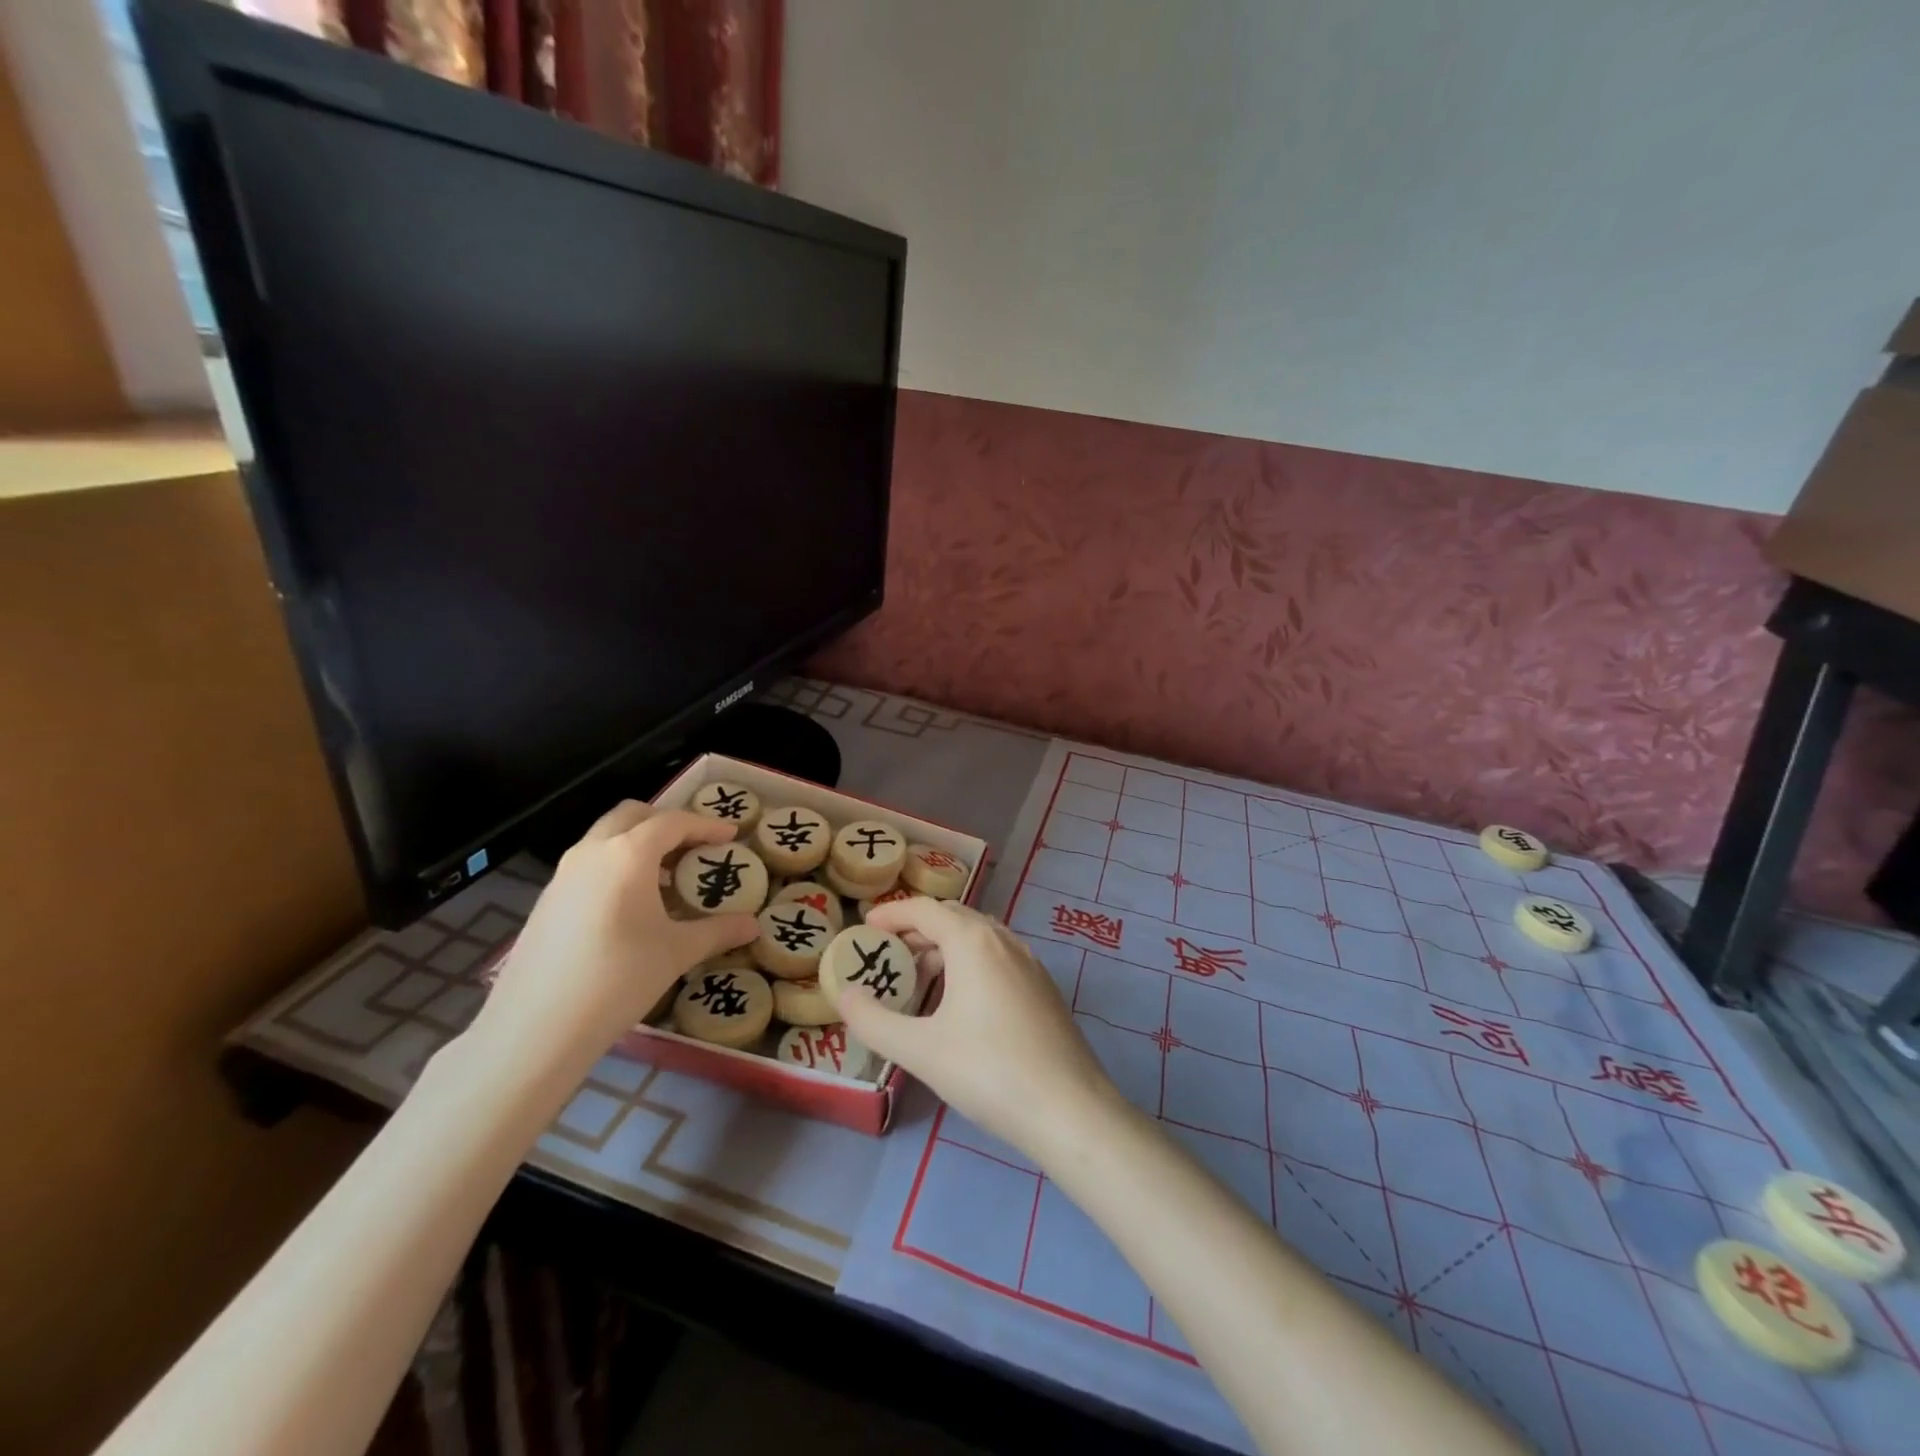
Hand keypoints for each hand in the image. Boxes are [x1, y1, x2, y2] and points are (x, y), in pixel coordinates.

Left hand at [475, 802, 757, 1074]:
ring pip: (606, 837)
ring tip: (667, 877)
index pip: (673, 823)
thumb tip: (754, 925)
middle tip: (694, 845)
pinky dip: (616, 865)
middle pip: (633, 815)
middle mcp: (592, 852)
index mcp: (628, 854)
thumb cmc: (618, 979)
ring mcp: (563, 874)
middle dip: (667, 823)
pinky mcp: (547, 900)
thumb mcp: (677, 952)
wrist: (535, 1028)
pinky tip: (630, 906)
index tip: (730, 835)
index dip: (706, 825)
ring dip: (638, 843)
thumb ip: (718, 931)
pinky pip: (589, 864)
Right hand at [841, 898, 1119, 1158]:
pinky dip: (969, 964)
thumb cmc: (989, 1071)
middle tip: (887, 956)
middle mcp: (1004, 940)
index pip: (925, 910)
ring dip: (944, 949)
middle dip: (916, 931)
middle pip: (953, 918)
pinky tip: (960, 1004)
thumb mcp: (920, 1050)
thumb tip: (843, 994)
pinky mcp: (1043, 988)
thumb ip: (874, 1021)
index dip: (892, 913)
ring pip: (978, 938)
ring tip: (918, 982)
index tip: (865, 927)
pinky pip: (997, 958)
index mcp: (973, 941)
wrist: (1070, 1109)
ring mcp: (1030, 962)